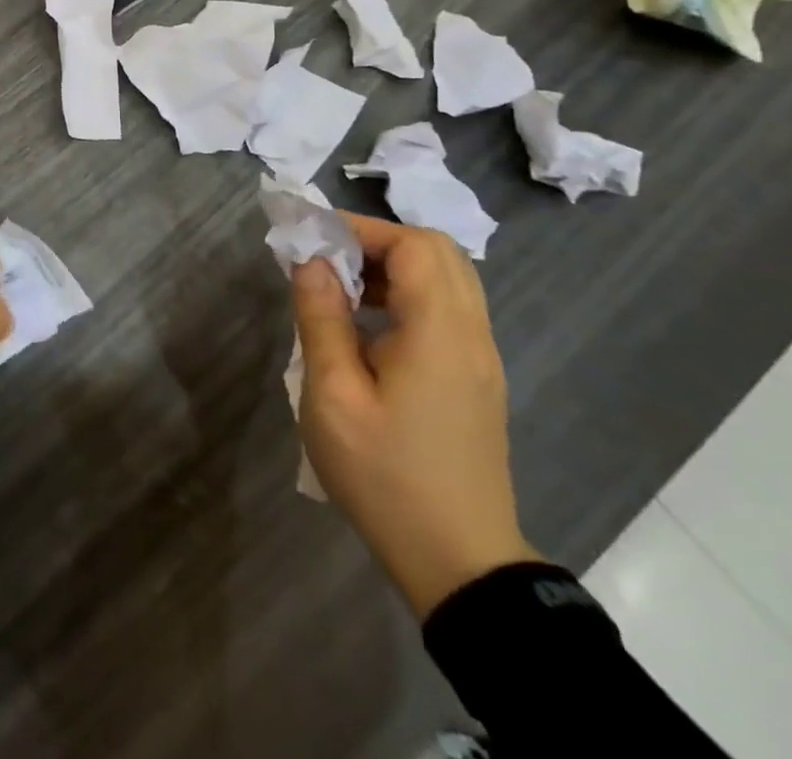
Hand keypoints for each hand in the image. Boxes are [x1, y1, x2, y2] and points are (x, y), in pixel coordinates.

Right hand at [292, 213, 539, 618]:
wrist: (459, 564)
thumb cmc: (385, 476)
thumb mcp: (333, 396)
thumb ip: (321, 319)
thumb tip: (311, 261)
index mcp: (440, 334)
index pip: (415, 245)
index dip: (363, 228)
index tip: (312, 238)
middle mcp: (472, 336)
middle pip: (438, 252)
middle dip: (378, 241)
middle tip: (326, 259)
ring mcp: (481, 360)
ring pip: (447, 280)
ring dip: (393, 267)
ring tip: (340, 289)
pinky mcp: (476, 380)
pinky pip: (448, 310)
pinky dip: (407, 295)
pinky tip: (367, 326)